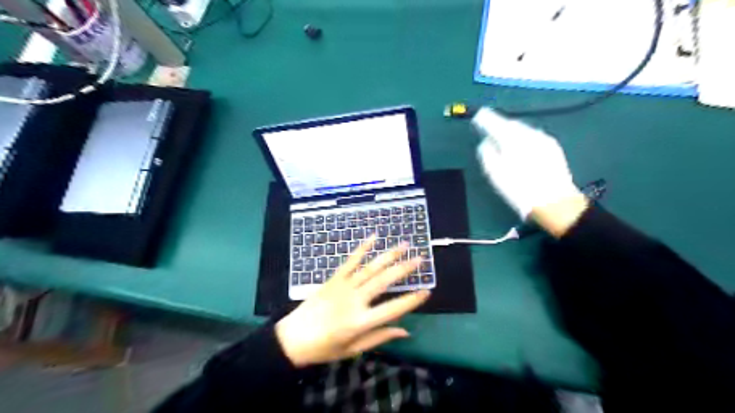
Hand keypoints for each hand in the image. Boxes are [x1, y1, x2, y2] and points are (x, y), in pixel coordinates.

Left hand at [275, 237, 430, 369]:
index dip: (412, 300)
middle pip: (384, 281)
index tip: (427, 291)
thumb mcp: (353, 350)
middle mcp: (354, 300)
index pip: (393, 309)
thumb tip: (406, 330)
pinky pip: (350, 261)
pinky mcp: (334, 278)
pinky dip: (362, 248)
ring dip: (388, 255)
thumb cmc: (324, 348)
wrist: (292, 338)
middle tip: (420, 258)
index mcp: (360, 322)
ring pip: (370, 268)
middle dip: (404, 269)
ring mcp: (343, 286)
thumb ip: (379, 337)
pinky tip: (373, 237)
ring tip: (404, 244)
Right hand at [473, 108, 583, 220]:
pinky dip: (523, 138)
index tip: (478, 117)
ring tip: (503, 137)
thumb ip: (487, 154)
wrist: (555, 203)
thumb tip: (486, 143)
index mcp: (513, 140)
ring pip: (524, 130)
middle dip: (500, 124)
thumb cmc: (520, 190)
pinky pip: (533, 137)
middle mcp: (530, 134)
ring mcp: (544, 140)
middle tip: (490, 128)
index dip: (485, 119)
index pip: (496, 123)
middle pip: (512, 124)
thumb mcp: (495, 174)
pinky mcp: (553, 148)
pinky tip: (520, 147)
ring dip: (512, 131)